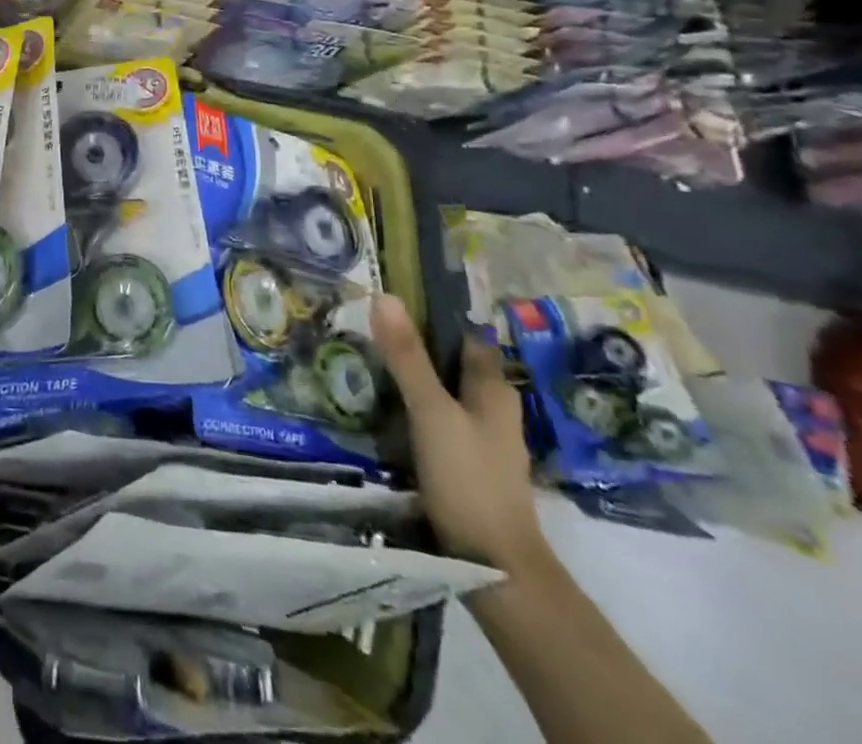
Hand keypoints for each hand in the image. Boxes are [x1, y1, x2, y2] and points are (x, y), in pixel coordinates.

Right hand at [372, 294, 550, 577]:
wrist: (494, 566)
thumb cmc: (468, 478)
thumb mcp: (430, 411)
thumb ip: (407, 357)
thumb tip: (384, 294)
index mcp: (493, 390)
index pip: (465, 337)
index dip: (434, 316)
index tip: (392, 300)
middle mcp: (493, 410)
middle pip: (453, 365)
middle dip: (417, 348)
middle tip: (368, 330)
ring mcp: (482, 441)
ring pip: (445, 395)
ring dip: (414, 380)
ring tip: (366, 364)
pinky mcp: (467, 467)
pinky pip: (438, 422)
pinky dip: (415, 411)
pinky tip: (385, 411)